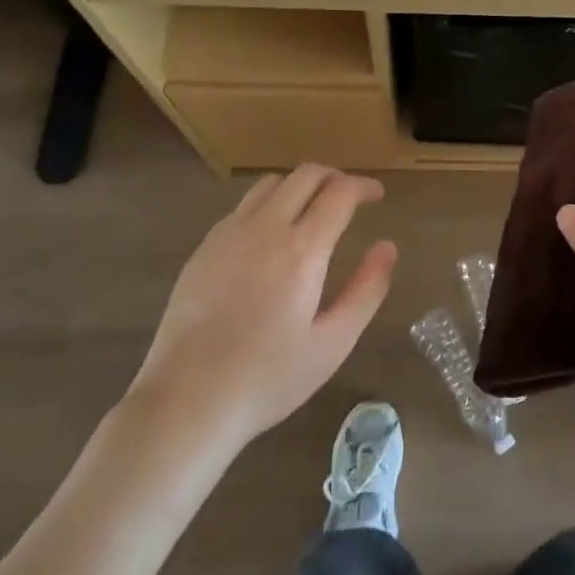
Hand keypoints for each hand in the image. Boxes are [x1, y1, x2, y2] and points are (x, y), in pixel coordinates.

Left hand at [131, 165, 397, 445]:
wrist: (187, 400)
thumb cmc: (269, 378)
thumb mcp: (333, 343)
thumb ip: (366, 290)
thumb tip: (387, 247)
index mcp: (302, 249)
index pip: (340, 192)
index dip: (363, 186)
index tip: (376, 195)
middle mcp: (265, 227)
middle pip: (305, 175)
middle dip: (334, 177)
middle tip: (350, 198)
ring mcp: (229, 233)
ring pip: (271, 184)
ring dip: (299, 186)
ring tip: (312, 211)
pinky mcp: (204, 247)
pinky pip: (243, 206)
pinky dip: (268, 205)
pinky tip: (270, 237)